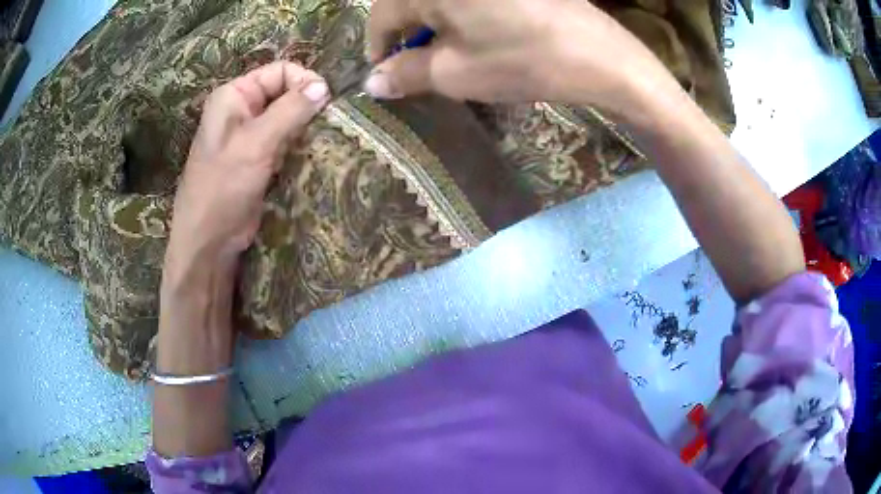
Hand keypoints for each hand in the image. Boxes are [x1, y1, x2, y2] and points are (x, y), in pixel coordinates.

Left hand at [167, 61, 330, 270]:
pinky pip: (286, 141)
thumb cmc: (223, 187)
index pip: (280, 71)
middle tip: (328, 125)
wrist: (209, 240)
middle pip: (286, 93)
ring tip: (324, 140)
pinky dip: (301, 145)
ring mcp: (251, 136)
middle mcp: (242, 110)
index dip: (305, 81)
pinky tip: (314, 154)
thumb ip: (290, 111)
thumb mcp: (256, 143)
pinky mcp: (259, 159)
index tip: (326, 103)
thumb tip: (325, 86)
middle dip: (308, 106)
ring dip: (307, 128)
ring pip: (289, 118)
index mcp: (234, 96)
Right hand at [365, 0, 678, 118]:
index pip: (382, 14)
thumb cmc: (522, 61)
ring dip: (433, 24)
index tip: (384, 71)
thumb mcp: (456, 73)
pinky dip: (460, 14)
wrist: (599, 55)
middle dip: (407, 34)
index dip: (378, 46)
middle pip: (409, 1)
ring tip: (448, 52)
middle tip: (417, 64)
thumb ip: (406, 73)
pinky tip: (475, 33)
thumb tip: (373, 81)